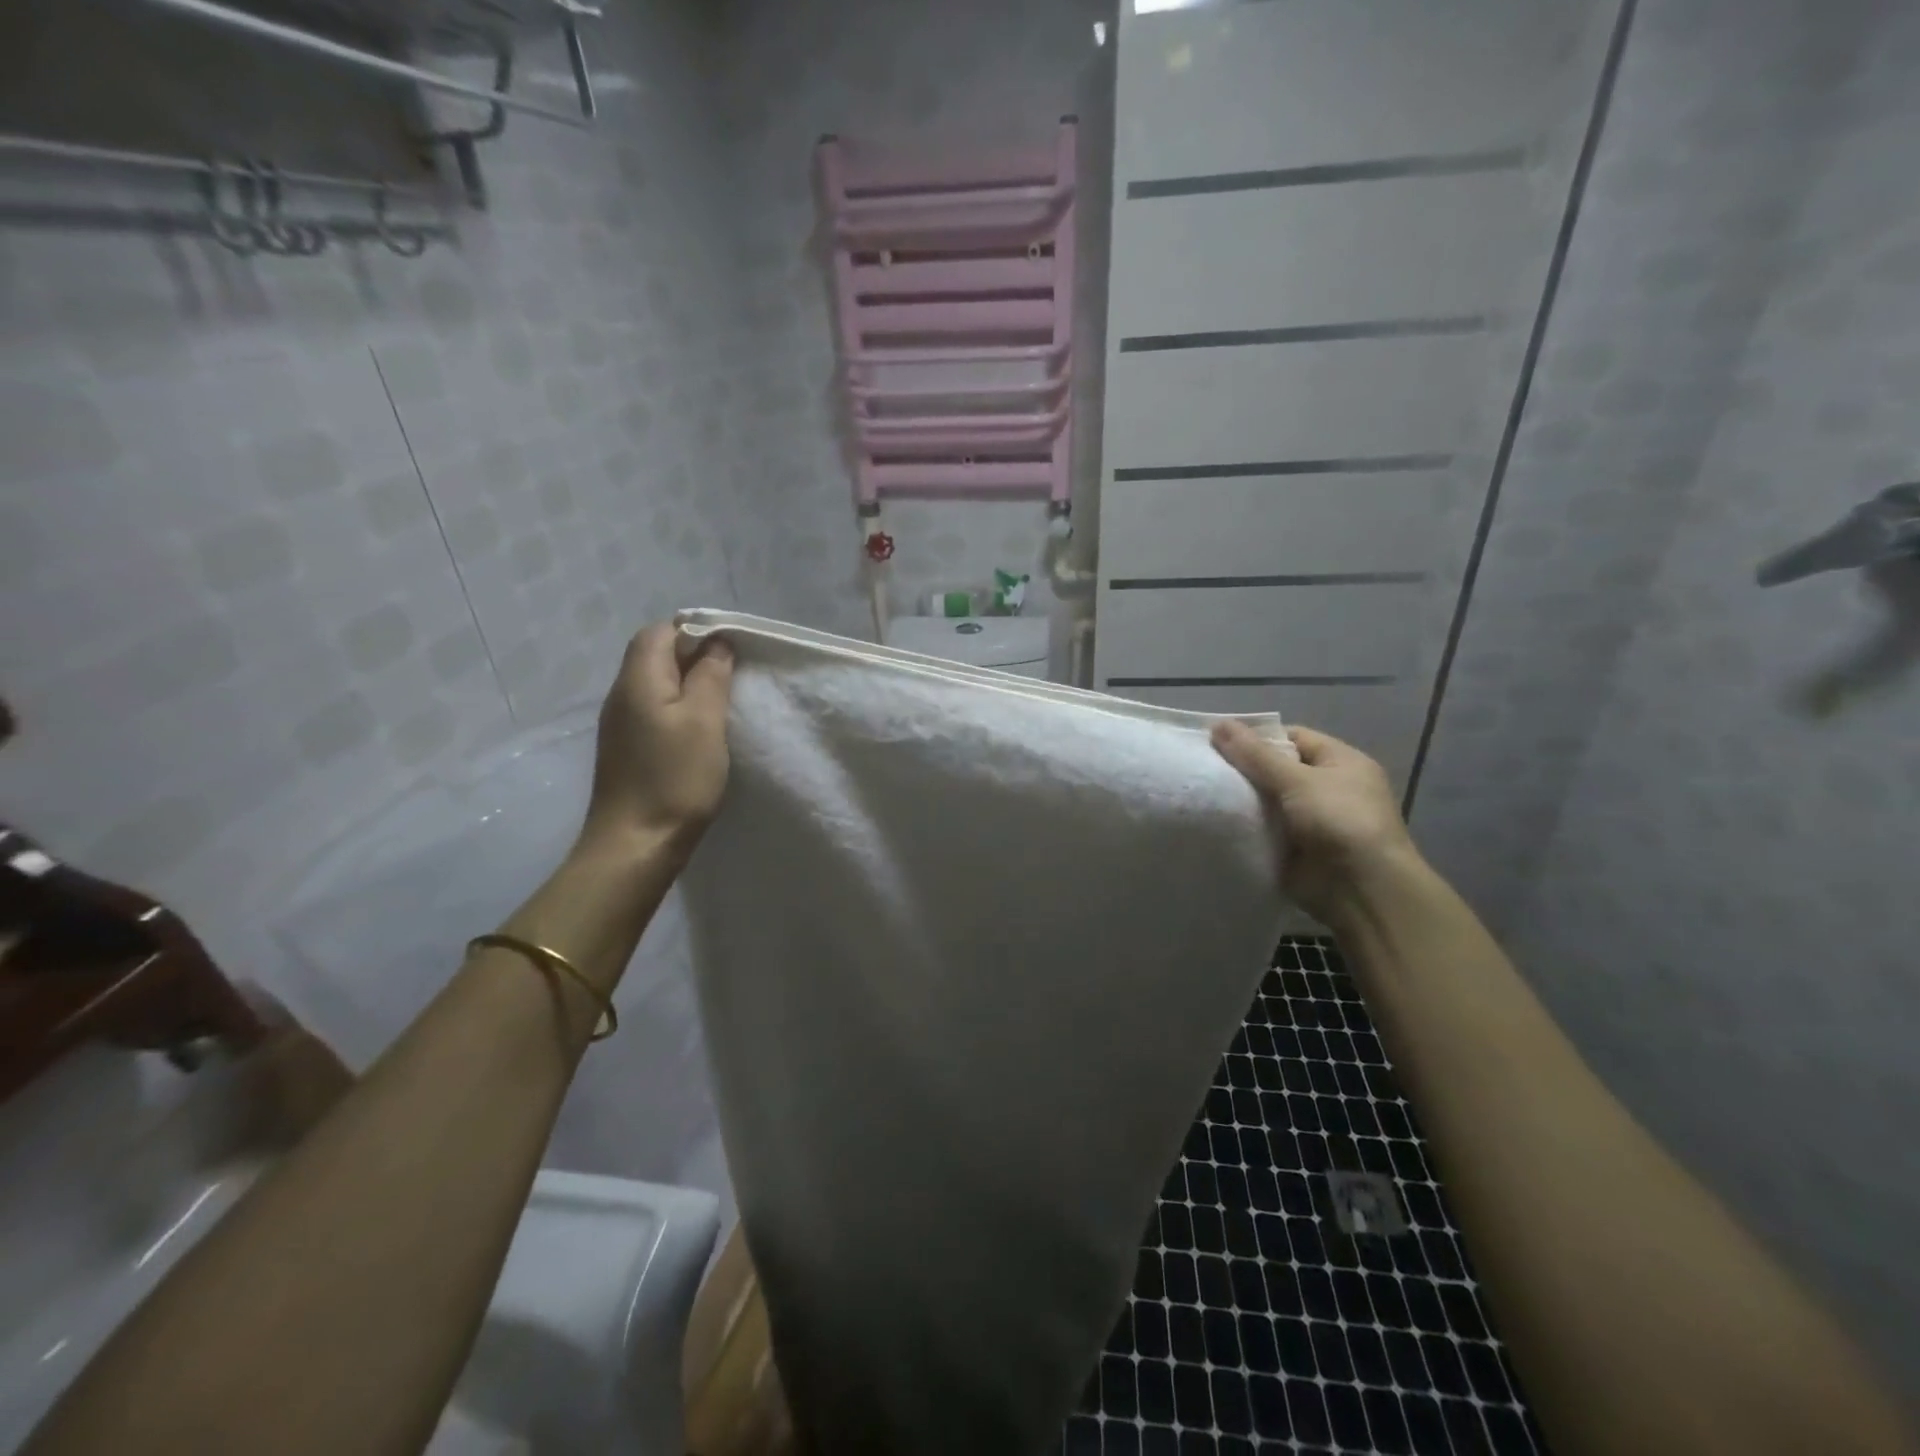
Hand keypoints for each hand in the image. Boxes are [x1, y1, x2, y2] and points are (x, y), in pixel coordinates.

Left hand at [580, 624, 733, 853]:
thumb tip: (716, 644)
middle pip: (654, 655)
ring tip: (723, 700)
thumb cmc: (675, 778)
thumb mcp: (704, 721)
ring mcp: (621, 724)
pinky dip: (679, 708)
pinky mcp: (628, 749)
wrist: (635, 844)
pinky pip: (654, 711)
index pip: (659, 632)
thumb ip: (711, 676)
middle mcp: (621, 695)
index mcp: (638, 680)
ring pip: (656, 685)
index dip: (694, 630)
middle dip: (694, 655)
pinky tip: (701, 730)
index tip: (730, 648)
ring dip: (688, 684)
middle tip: (733, 673)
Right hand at [1211, 722, 1419, 921]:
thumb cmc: (1339, 821)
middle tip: (1203, 764)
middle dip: (1243, 768)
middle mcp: (1327, 788)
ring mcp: (1310, 820)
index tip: (1218, 740)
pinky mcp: (1294, 848)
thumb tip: (1218, 724)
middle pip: (1276, 768)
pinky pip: (1263, 829)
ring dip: (1241, 798)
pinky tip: (1213, 819)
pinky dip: (1243, 825)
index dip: (1257, 736)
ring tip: (1200, 789)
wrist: (1361, 890)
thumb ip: (1256, 754)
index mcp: (1340, 762)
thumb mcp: (1298, 780)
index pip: (1293, 738)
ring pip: (1266, 800)